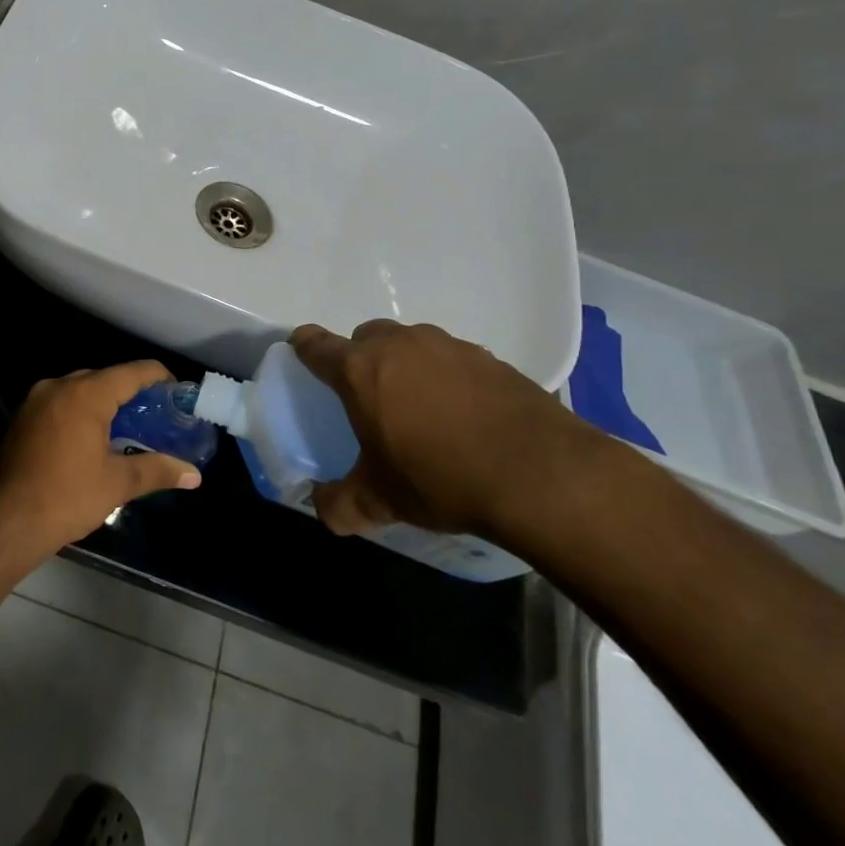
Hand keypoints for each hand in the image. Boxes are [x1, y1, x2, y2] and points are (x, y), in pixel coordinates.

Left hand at [0, 361, 202, 557]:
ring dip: (103, 404)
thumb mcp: (117, 483)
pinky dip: (79, 413)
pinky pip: (59, 405)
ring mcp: (35, 401)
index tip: (177, 393)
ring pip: (78, 390)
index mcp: (86, 394)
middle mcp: (59, 386)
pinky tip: (90, 439)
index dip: (159, 378)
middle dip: (130, 393)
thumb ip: (157, 470)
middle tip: (154, 416)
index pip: (132, 372)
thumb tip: (194, 475)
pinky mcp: (20, 419)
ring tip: (126, 428)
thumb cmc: (67, 496)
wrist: (4, 520)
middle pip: (104, 378)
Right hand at [289, 320, 614, 543]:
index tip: (302, 356)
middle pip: (365, 336)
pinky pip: (452, 359)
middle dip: (359, 358)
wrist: (542, 476)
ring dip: (405, 365)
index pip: (316, 344)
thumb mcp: (380, 500)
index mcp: (361, 370)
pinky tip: (463, 414)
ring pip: (411, 343)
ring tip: (419, 407)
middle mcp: (400, 346)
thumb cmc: (441, 479)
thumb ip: (339, 504)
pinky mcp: (491, 358)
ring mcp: (449, 346)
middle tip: (368, 396)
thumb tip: (321, 509)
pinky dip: (447, 377)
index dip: (304, 347)